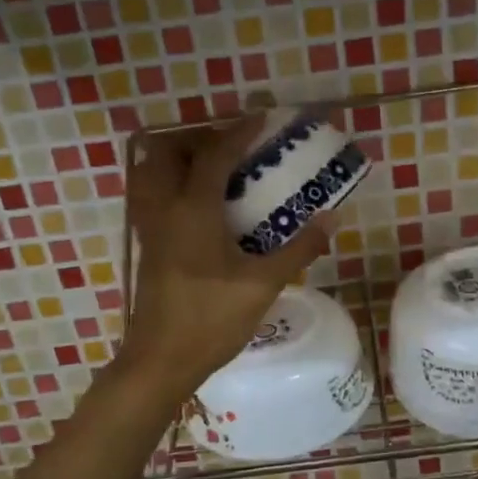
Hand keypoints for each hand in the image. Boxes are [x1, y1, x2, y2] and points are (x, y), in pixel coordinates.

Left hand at [117, 113, 335, 394]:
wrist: (161, 361)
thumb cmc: (211, 320)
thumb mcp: (262, 285)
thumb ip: (298, 248)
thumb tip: (330, 218)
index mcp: (192, 210)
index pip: (213, 155)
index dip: (238, 132)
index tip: (261, 117)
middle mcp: (164, 210)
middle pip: (165, 152)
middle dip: (196, 138)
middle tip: (230, 145)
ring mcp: (149, 229)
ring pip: (150, 173)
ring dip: (178, 159)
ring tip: (214, 169)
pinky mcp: (147, 247)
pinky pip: (152, 197)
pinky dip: (171, 184)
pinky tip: (201, 205)